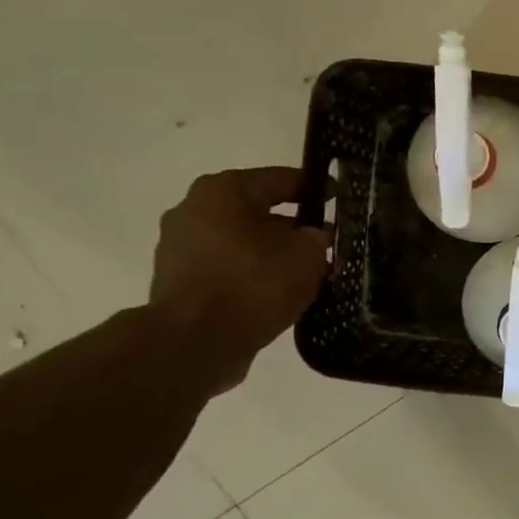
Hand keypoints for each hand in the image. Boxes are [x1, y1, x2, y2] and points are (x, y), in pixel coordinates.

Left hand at [149, 167, 330, 392]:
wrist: (197, 339)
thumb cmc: (255, 283)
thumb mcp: (307, 255)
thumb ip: (316, 238)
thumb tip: (312, 236)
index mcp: (224, 190)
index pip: (280, 179)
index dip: (315, 188)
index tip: (340, 198)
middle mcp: (194, 208)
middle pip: (255, 210)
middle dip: (290, 224)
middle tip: (324, 241)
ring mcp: (179, 245)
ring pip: (240, 240)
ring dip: (270, 251)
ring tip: (304, 271)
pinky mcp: (178, 279)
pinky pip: (226, 266)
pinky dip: (251, 273)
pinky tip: (277, 291)